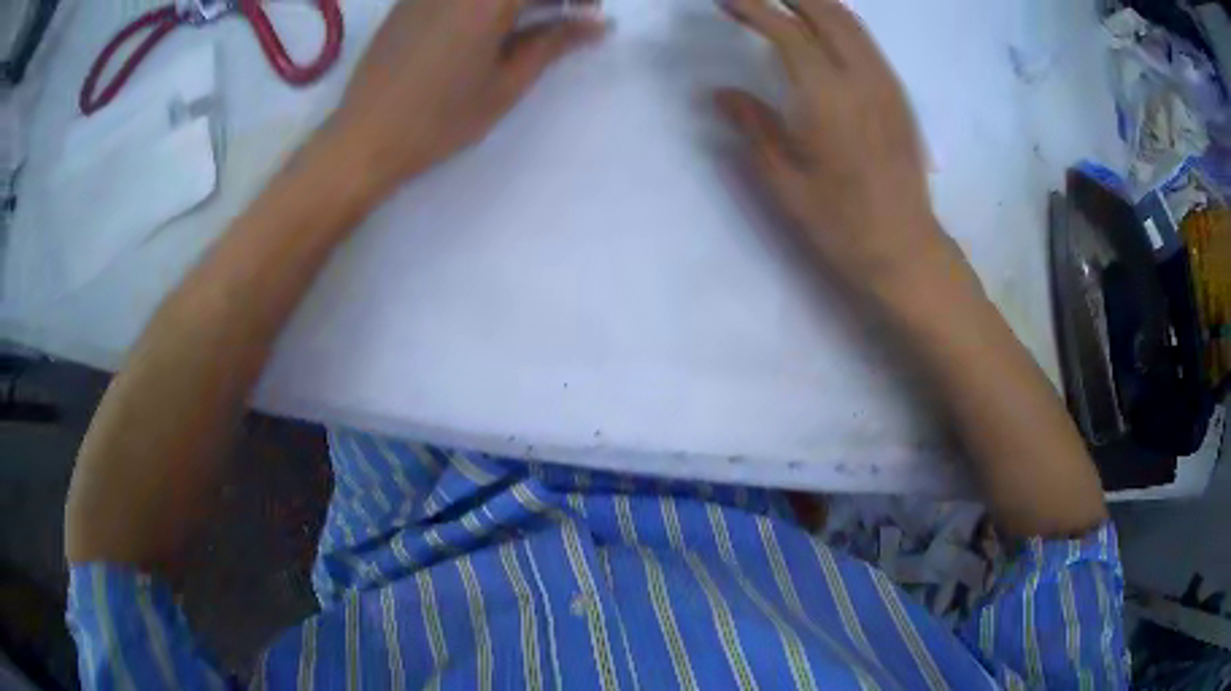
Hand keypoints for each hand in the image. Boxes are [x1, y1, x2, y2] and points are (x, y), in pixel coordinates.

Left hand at [325, 0, 605, 197]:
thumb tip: (597, 24)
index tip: (592, 12)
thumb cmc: (440, 118)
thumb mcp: (506, 83)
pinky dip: (484, 4)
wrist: (365, 138)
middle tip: (565, 17)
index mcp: (488, 0)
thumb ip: (553, 43)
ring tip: (528, 22)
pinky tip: (488, 23)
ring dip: (516, 2)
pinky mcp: (408, 1)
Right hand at [715, 0, 954, 298]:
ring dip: (815, 2)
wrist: (906, 250)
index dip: (752, 8)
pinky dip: (838, 20)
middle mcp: (862, 78)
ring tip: (784, 0)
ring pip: (851, 21)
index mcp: (828, 98)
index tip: (724, 0)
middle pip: (826, 12)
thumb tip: (721, 93)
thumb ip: (754, 126)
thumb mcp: (785, 181)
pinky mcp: (899, 95)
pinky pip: (865, 40)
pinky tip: (821, 26)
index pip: (787, 31)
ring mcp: (886, 83)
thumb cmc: (842, 224)